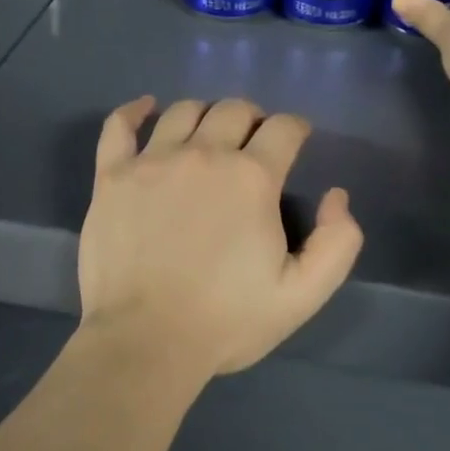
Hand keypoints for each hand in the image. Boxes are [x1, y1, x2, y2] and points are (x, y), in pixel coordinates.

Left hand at [78, 96, 363, 381]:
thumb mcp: (302, 294)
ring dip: (204, 116)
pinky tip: (145, 108)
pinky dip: (134, 111)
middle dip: (252, 119)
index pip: (283, 128)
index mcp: (252, 177)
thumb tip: (337, 196)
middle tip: (252, 143)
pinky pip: (119, 126)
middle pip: (234, 110)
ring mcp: (152, 162)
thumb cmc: (226, 320)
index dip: (295, 129)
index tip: (295, 141)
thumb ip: (337, 242)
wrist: (145, 342)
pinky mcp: (111, 177)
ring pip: (182, 112)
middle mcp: (203, 155)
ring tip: (207, 135)